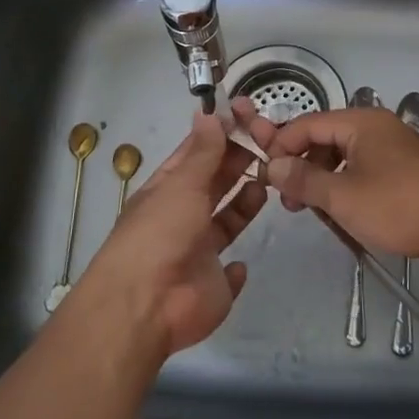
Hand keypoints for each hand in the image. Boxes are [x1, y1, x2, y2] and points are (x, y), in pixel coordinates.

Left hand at [75, 106, 275, 356]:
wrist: (147, 305)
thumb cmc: (160, 234)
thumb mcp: (181, 185)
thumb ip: (202, 153)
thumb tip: (208, 113)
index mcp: (167, 190)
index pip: (195, 156)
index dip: (219, 136)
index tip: (248, 117)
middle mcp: (182, 217)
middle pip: (214, 184)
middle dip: (238, 163)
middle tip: (270, 143)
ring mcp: (197, 252)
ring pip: (227, 221)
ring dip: (246, 202)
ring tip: (271, 179)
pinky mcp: (214, 285)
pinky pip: (230, 273)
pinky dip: (238, 266)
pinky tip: (245, 257)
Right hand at [263, 105, 418, 273]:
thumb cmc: (400, 206)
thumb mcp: (343, 196)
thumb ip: (304, 180)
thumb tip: (273, 167)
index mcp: (361, 122)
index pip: (307, 123)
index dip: (282, 146)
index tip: (266, 176)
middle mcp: (377, 128)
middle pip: (325, 138)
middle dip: (302, 165)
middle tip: (288, 200)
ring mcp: (394, 149)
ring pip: (344, 157)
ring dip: (323, 179)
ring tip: (312, 210)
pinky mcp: (405, 173)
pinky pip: (364, 171)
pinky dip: (346, 186)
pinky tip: (341, 212)